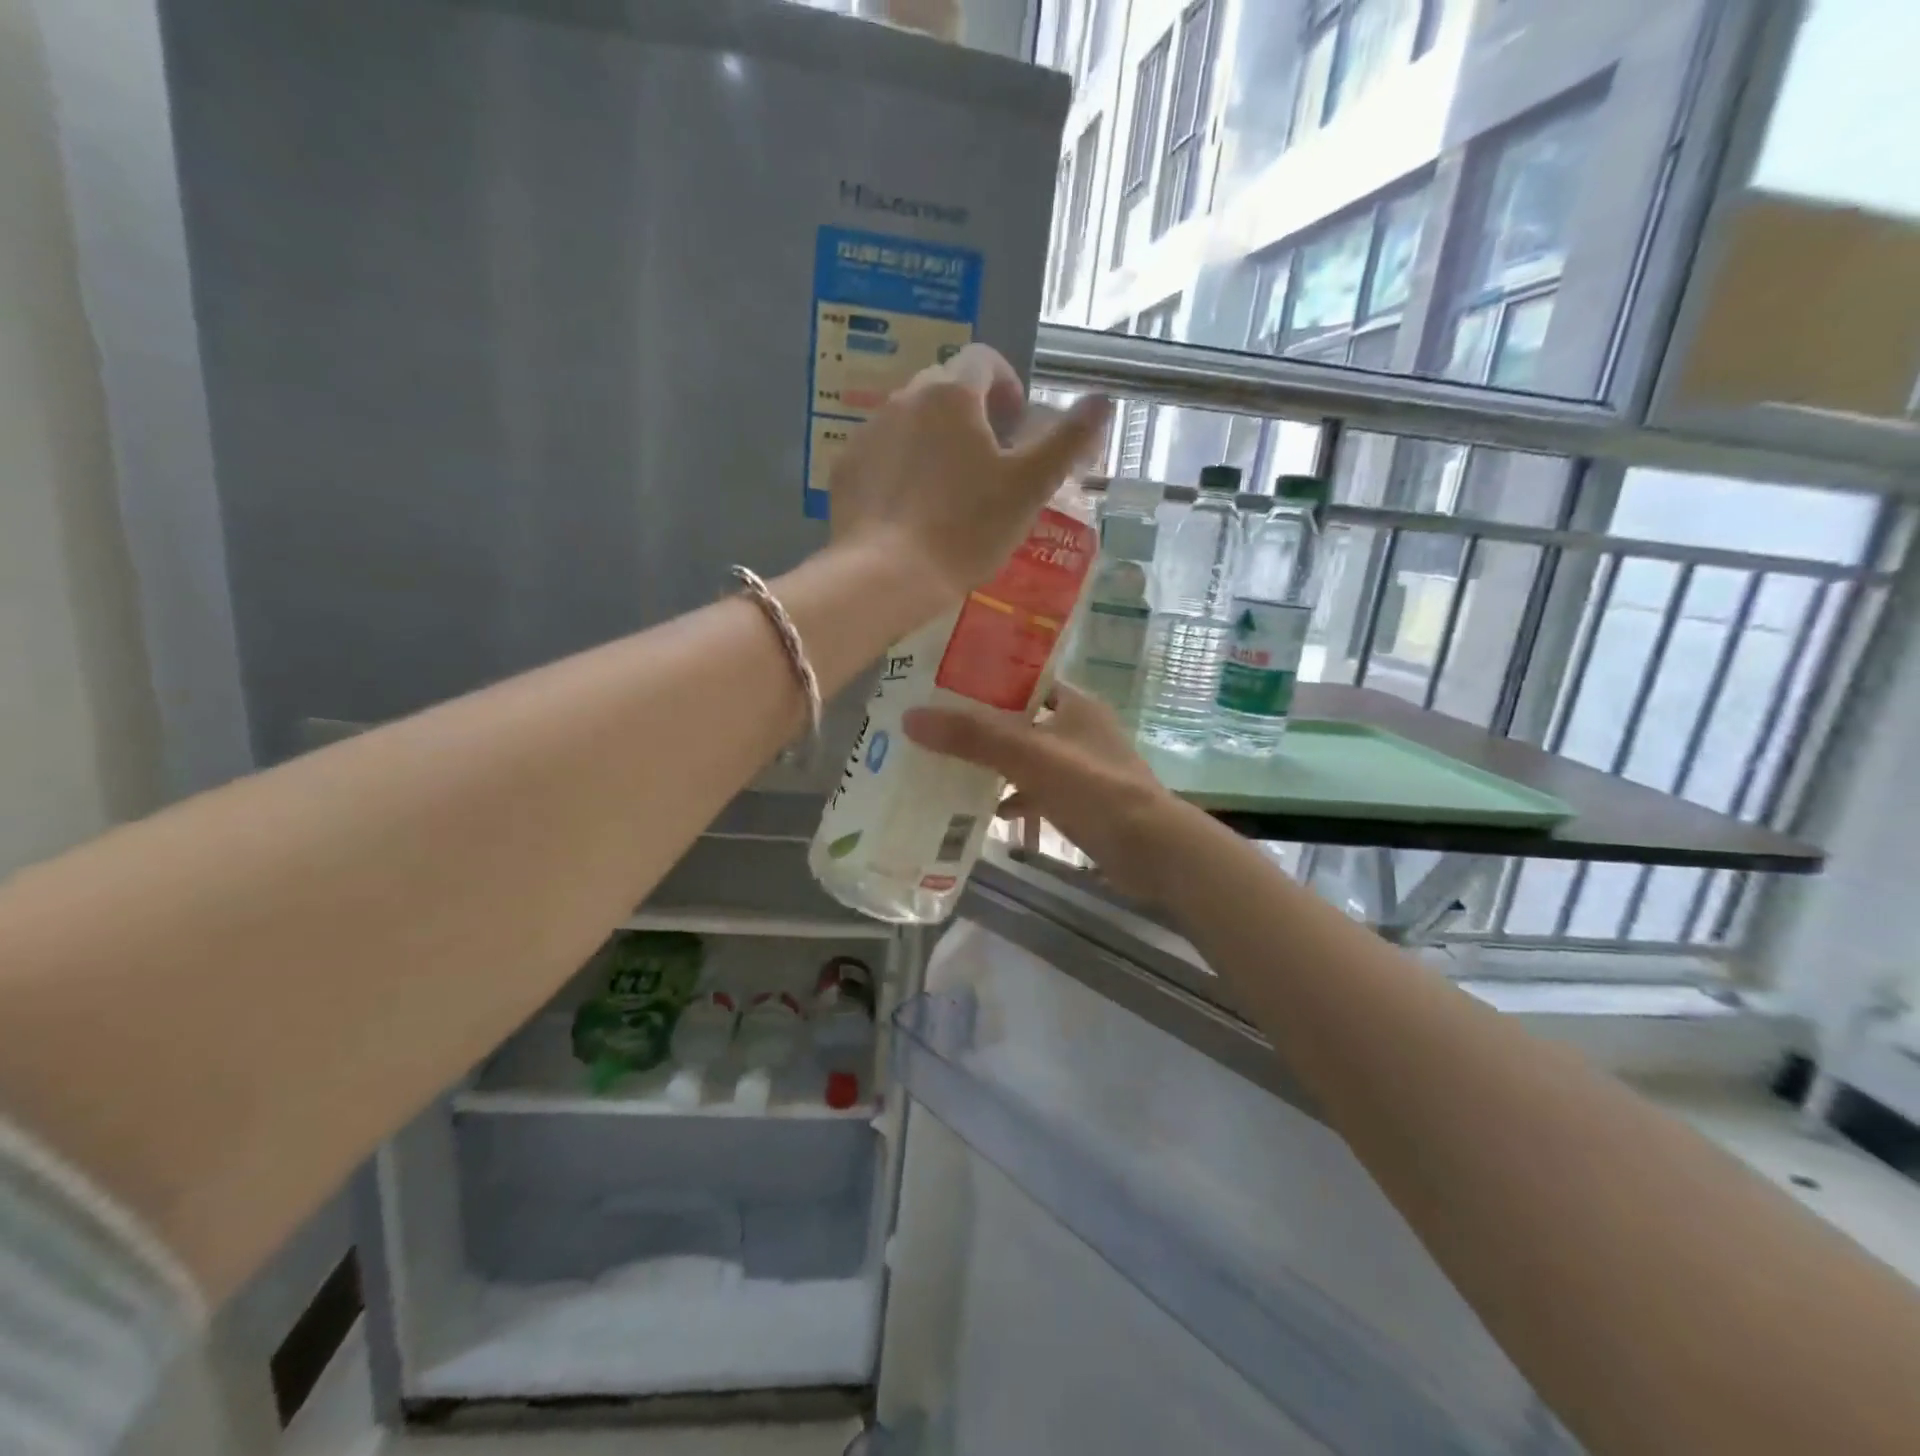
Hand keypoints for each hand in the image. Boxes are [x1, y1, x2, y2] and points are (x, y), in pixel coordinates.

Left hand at [826, 344, 1110, 600]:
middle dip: (971, 414)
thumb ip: (1068, 440)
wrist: (886, 575)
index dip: (1007, 385)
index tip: (1017, 425)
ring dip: (934, 441)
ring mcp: (868, 433)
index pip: (984, 360)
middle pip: (944, 389)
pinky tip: (912, 510)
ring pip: (910, 422)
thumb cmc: (966, 528)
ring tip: (949, 492)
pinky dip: (901, 468)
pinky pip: (881, 455)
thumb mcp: (1029, 487)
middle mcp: (904, 399)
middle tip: (989, 463)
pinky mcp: (846, 470)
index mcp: (952, 394)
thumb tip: (1104, 399)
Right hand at [903, 684, 1186, 900]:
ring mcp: (1082, 766)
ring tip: (950, 766)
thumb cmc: (1093, 788)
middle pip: (1020, 718)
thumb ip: (972, 736)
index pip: (1024, 678)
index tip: (943, 684)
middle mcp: (1079, 728)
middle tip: (936, 728)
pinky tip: (990, 811)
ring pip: (1028, 756)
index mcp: (1074, 703)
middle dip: (982, 725)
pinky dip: (1016, 797)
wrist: (1151, 849)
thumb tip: (911, 718)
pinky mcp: (1082, 799)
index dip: (986, 679)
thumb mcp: (1028, 756)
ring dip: (995, 763)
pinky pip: (1038, 790)